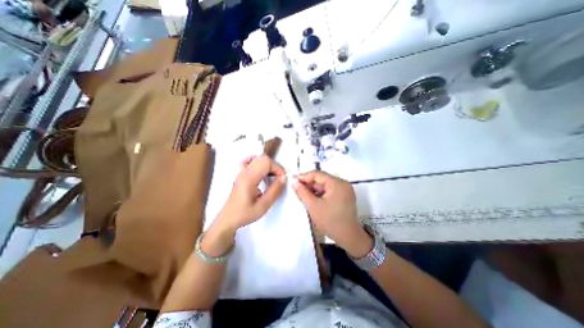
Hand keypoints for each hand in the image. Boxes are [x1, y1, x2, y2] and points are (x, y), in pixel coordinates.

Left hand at [214, 155, 286, 232]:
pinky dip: (259, 163)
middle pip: (263, 158)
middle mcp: (244, 171)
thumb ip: (275, 191)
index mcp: (249, 178)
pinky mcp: (241, 174)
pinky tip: (262, 172)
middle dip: (274, 166)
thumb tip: (284, 178)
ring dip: (268, 166)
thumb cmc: (245, 214)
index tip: (282, 179)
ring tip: (272, 177)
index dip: (277, 168)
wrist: (228, 218)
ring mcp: (241, 171)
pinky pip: (250, 161)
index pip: (266, 162)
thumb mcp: (263, 206)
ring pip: (258, 159)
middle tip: (279, 179)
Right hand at [290, 170, 368, 257]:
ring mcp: (345, 189)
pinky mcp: (344, 196)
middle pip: (322, 179)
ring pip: (325, 185)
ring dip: (314, 189)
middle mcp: (342, 183)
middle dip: (309, 184)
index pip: (318, 174)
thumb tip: (294, 182)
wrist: (349, 238)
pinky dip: (320, 193)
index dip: (304, 176)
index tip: (293, 181)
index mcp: (337, 183)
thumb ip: (302, 192)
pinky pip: (329, 190)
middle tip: (297, 189)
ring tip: (303, 194)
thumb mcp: (313, 206)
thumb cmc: (330, 221)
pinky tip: (312, 198)